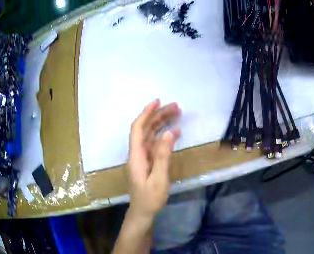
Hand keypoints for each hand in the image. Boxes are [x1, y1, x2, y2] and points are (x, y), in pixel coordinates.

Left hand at [126, 99, 180, 220]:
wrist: (143, 211)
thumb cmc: (150, 198)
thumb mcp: (159, 179)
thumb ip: (163, 155)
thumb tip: (170, 132)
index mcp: (136, 155)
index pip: (138, 128)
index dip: (146, 113)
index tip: (158, 102)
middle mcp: (137, 152)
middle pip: (146, 129)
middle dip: (159, 116)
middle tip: (176, 107)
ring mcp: (142, 157)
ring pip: (151, 135)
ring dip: (162, 124)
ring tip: (177, 115)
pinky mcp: (148, 162)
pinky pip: (155, 144)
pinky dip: (164, 137)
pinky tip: (175, 133)